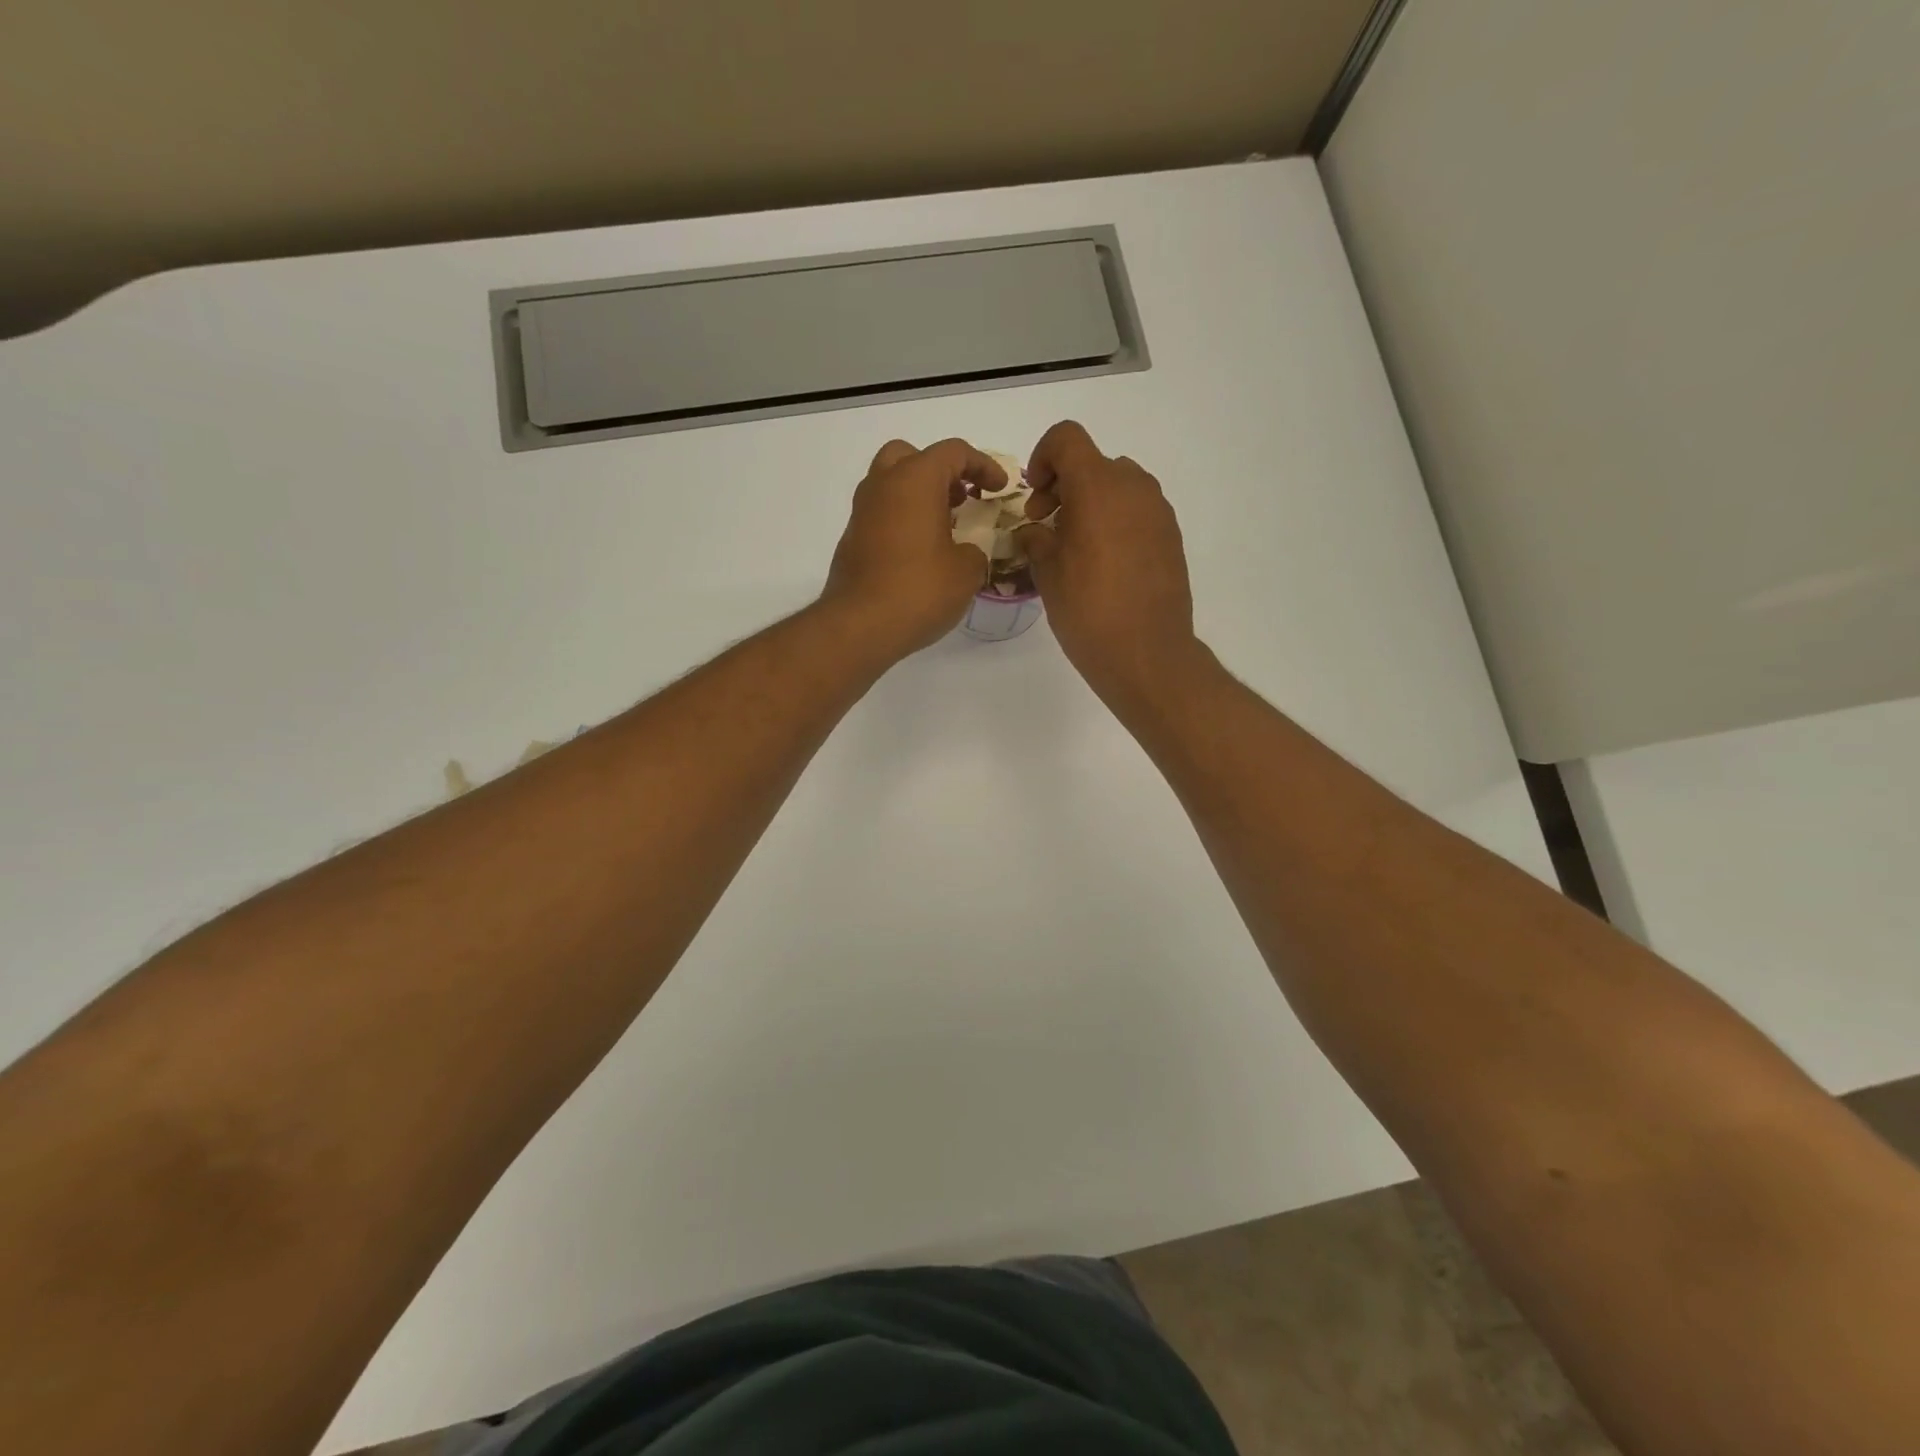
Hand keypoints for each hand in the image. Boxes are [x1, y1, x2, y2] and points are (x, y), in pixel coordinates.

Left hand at [822, 438, 999, 659]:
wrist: (859, 625)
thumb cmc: (919, 590)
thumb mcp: (966, 571)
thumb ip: (974, 551)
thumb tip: (964, 553)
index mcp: (915, 480)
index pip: (954, 452)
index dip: (983, 465)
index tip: (999, 489)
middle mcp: (883, 486)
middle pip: (910, 456)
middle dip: (939, 471)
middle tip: (961, 497)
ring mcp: (862, 512)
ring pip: (890, 484)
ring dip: (918, 496)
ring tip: (944, 526)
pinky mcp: (852, 540)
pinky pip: (881, 515)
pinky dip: (902, 520)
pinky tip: (920, 552)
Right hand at [1018, 421, 1199, 705]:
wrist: (1147, 653)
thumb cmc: (1088, 611)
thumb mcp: (1047, 574)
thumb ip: (1036, 539)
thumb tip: (1034, 531)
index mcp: (1098, 487)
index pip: (1067, 439)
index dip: (1043, 457)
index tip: (1035, 496)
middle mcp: (1133, 487)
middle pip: (1093, 463)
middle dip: (1065, 486)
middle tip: (1047, 526)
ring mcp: (1158, 511)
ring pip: (1118, 486)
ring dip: (1091, 503)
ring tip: (1076, 547)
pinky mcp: (1171, 536)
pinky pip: (1137, 511)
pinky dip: (1115, 521)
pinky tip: (1104, 564)